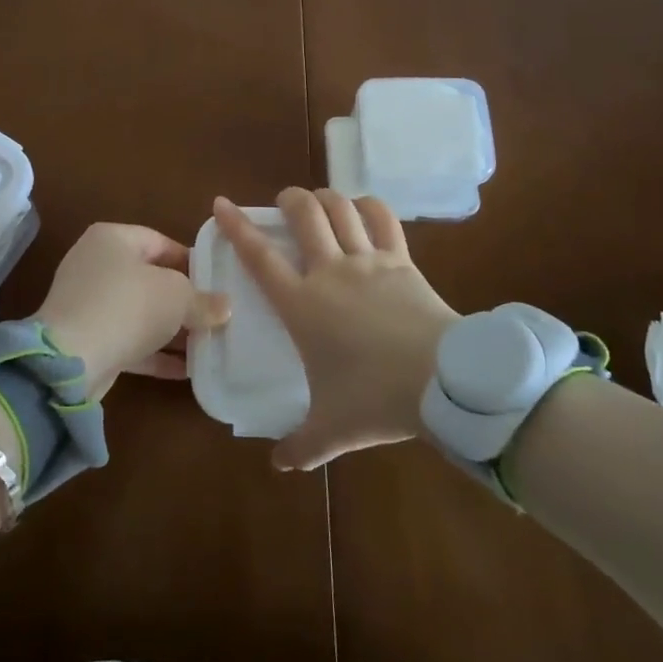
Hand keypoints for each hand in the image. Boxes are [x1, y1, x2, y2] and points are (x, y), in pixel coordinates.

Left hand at [34, 223, 229, 398]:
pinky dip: (155, 351)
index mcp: (113, 238)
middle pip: (151, 278)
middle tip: (215, 315)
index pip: (161, 242)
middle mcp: (96, 264)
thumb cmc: (127, 307)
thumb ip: (203, 300)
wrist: (71, 360)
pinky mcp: (87, 338)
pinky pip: (129, 339)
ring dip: (171, 329)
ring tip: (207, 344)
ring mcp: (88, 303)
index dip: (192, 262)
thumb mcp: (177, 297)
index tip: (218, 283)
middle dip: (184, 300)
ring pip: (140, 312)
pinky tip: (187, 369)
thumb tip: (224, 307)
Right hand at [213, 190, 457, 470]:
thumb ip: (301, 446)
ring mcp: (367, 260)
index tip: (221, 203)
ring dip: (325, 197)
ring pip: (340, 208)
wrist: (441, 381)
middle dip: (289, 200)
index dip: (236, 226)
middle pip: (303, 215)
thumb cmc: (375, 399)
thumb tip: (279, 464)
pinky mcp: (401, 259)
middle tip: (285, 203)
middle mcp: (329, 271)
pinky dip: (370, 206)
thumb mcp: (332, 430)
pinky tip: (364, 208)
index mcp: (301, 305)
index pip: (259, 257)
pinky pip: (383, 219)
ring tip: (320, 201)